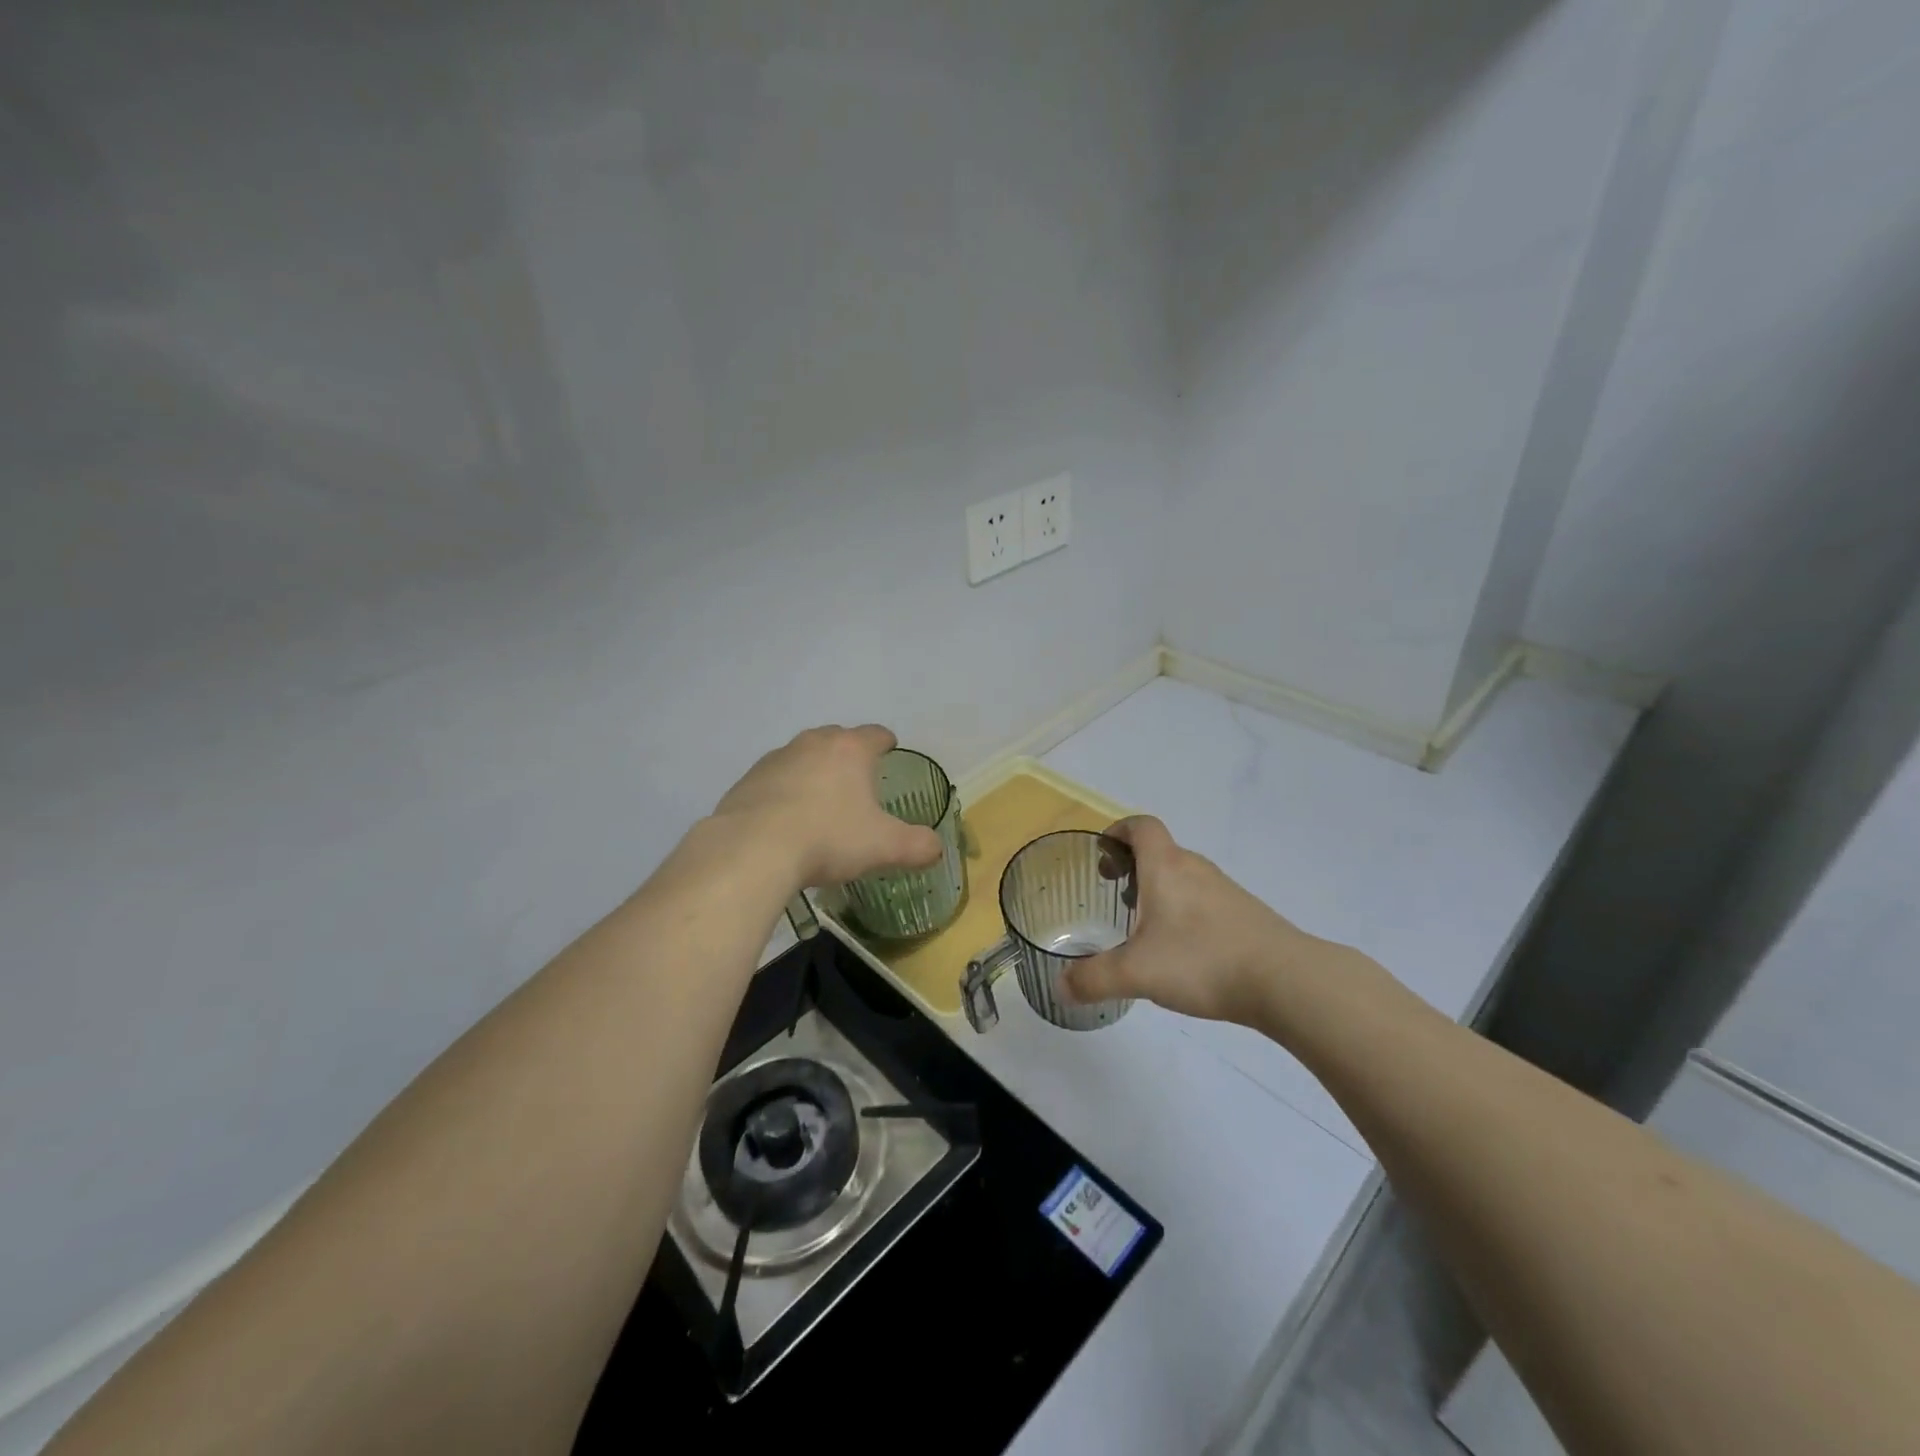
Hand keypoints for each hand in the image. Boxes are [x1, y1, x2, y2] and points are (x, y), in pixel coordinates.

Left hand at [712, 725, 943, 888]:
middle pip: (836, 738)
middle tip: (857, 779)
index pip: (875, 734)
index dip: (886, 741)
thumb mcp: (884, 847)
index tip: (889, 749)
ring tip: (820, 801)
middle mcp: (813, 744)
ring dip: (814, 771)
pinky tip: (786, 819)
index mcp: (851, 750)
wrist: (752, 850)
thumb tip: (937, 848)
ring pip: (802, 756)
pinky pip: (774, 779)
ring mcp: (776, 759)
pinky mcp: (747, 780)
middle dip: (848, 753)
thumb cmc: (828, 838)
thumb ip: (917, 845)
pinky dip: (784, 791)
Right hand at [1063, 816, 1329, 1024]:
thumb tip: (1060, 988)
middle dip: (1132, 867)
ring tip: (1144, 928)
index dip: (1117, 831)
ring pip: (1182, 876)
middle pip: (1159, 850)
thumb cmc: (1202, 961)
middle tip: (1115, 898)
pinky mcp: (1245, 914)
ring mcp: (1224, 890)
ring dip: (1159, 890)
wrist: (1286, 980)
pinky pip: (1203, 899)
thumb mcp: (1137, 973)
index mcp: (1166, 867)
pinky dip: (1184, 911)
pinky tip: (1182, 951)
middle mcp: (1195, 869)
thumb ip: (1093, 979)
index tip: (1102, 855)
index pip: (1140, 826)